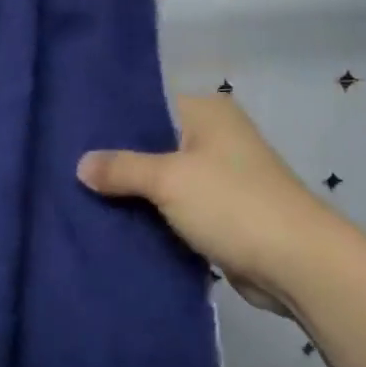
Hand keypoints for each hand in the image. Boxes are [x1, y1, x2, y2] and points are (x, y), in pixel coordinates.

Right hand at [77, 96, 327, 314]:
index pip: (148, 103)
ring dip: (133, 191)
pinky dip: (152, 214)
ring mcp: (220, 176)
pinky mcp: (221, 212)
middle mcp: (215, 136)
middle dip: (117, 160)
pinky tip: (114, 222)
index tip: (71, 133)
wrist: (297, 263)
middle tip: (67, 168)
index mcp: (207, 111)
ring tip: (81, 195)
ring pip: (163, 178)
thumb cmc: (233, 203)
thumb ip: (122, 168)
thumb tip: (81, 165)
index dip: (111, 120)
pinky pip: (176, 207)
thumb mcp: (168, 179)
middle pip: (153, 142)